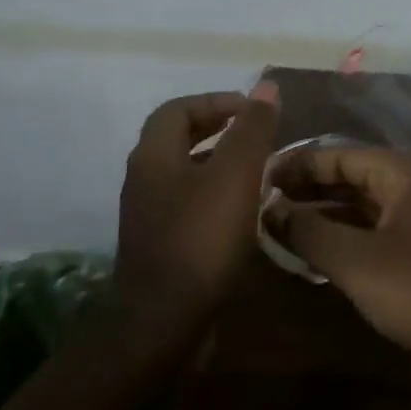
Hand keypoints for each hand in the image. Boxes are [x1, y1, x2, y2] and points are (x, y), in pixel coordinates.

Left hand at [113, 83, 280, 345]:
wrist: (163, 322)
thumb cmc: (200, 239)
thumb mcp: (235, 176)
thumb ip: (251, 130)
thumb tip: (266, 87)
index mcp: (154, 155)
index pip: (179, 108)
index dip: (216, 101)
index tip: (253, 111)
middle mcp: (144, 178)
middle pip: (178, 137)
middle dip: (218, 129)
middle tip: (257, 134)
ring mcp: (148, 213)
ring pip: (185, 171)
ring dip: (219, 162)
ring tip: (258, 169)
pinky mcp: (160, 242)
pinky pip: (188, 202)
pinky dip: (215, 193)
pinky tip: (243, 210)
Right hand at [265, 146, 410, 398]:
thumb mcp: (358, 262)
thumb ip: (309, 231)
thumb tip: (268, 207)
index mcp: (404, 174)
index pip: (339, 154)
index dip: (297, 164)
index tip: (257, 178)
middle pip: (353, 178)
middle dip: (309, 190)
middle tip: (263, 205)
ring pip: (365, 209)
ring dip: (326, 217)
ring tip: (281, 231)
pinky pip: (379, 235)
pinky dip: (348, 240)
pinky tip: (319, 259)